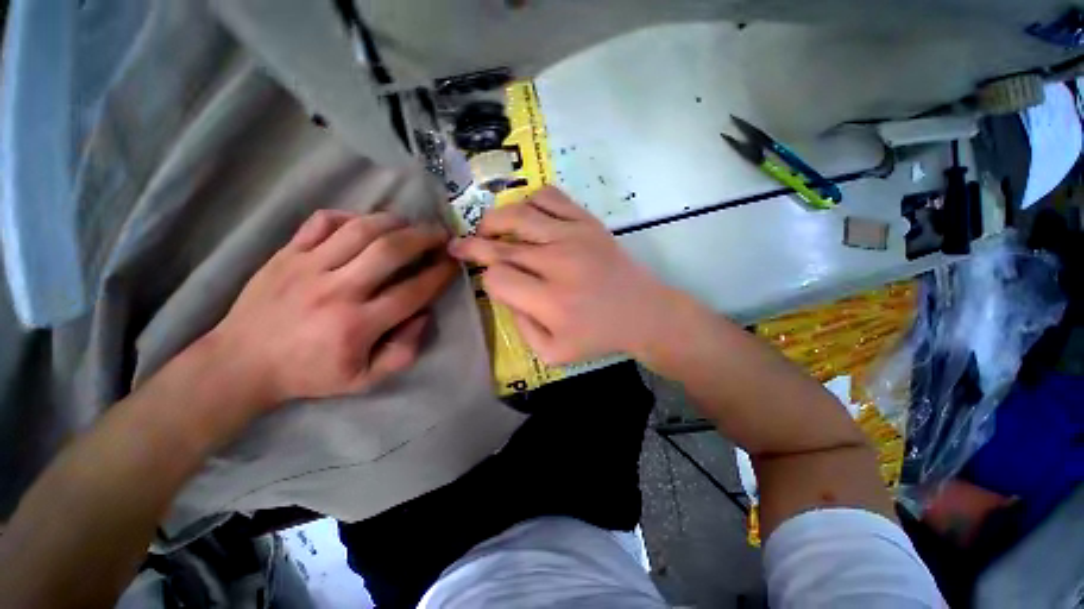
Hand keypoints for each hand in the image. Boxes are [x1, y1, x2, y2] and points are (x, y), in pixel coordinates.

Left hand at [208, 210, 456, 407]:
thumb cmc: (309, 374)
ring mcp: (307, 266)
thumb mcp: (364, 381)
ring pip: (360, 230)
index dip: (440, 274)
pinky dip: (350, 216)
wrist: (241, 363)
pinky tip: (365, 223)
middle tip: (441, 234)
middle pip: (390, 251)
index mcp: (357, 325)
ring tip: (411, 224)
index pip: (413, 291)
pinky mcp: (286, 253)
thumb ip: (403, 353)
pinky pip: (322, 221)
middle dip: (424, 238)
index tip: (454, 263)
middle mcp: (336, 290)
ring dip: (394, 222)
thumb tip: (423, 316)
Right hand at [449, 187, 677, 364]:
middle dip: (473, 245)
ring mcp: (574, 236)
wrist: (643, 312)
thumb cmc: (598, 336)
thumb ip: (521, 327)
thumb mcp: (553, 353)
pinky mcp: (587, 222)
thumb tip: (504, 294)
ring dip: (494, 220)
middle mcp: (558, 263)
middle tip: (458, 245)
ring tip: (487, 228)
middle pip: (501, 245)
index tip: (491, 281)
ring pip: (519, 214)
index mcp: (550, 301)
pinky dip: (530, 201)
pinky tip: (526, 216)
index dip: (486, 278)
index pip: (498, 278)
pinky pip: (550, 197)